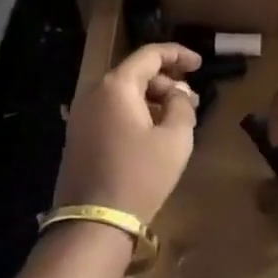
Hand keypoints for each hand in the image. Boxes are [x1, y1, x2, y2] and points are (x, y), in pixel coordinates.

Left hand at [58, 43, 202, 222]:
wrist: (93, 223)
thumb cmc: (139, 176)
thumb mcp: (175, 139)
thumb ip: (182, 106)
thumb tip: (178, 94)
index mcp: (116, 86)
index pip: (150, 55)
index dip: (178, 54)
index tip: (199, 64)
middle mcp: (93, 93)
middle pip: (135, 73)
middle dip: (166, 82)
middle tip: (191, 100)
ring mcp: (81, 115)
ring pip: (123, 93)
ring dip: (151, 99)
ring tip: (176, 118)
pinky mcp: (78, 136)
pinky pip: (111, 111)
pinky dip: (134, 113)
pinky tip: (152, 132)